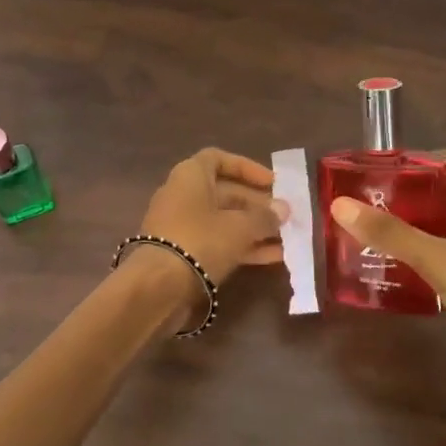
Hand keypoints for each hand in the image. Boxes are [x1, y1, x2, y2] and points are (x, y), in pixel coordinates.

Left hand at [126, 148, 286, 318]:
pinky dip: (243, 247)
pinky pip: (218, 243)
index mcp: (191, 176)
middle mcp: (183, 195)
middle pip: (225, 193)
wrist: (157, 286)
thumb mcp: (239, 227)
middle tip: (285, 216)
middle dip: (257, 204)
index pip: (219, 159)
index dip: (247, 168)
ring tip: (287, 238)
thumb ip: (264, 217)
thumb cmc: (200, 241)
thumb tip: (283, 209)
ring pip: (224, 221)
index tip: (272, 182)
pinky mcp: (183, 253)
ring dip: (254, 228)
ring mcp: (181, 226)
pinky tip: (274, 257)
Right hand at [329, 151, 445, 445]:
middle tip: (367, 207)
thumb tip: (339, 205)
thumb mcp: (442, 263)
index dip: (411, 164)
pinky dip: (435, 254)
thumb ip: (392, 234)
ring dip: (421, 229)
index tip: (372, 175)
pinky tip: (404, 268)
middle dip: (410, 199)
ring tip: (377, 235)